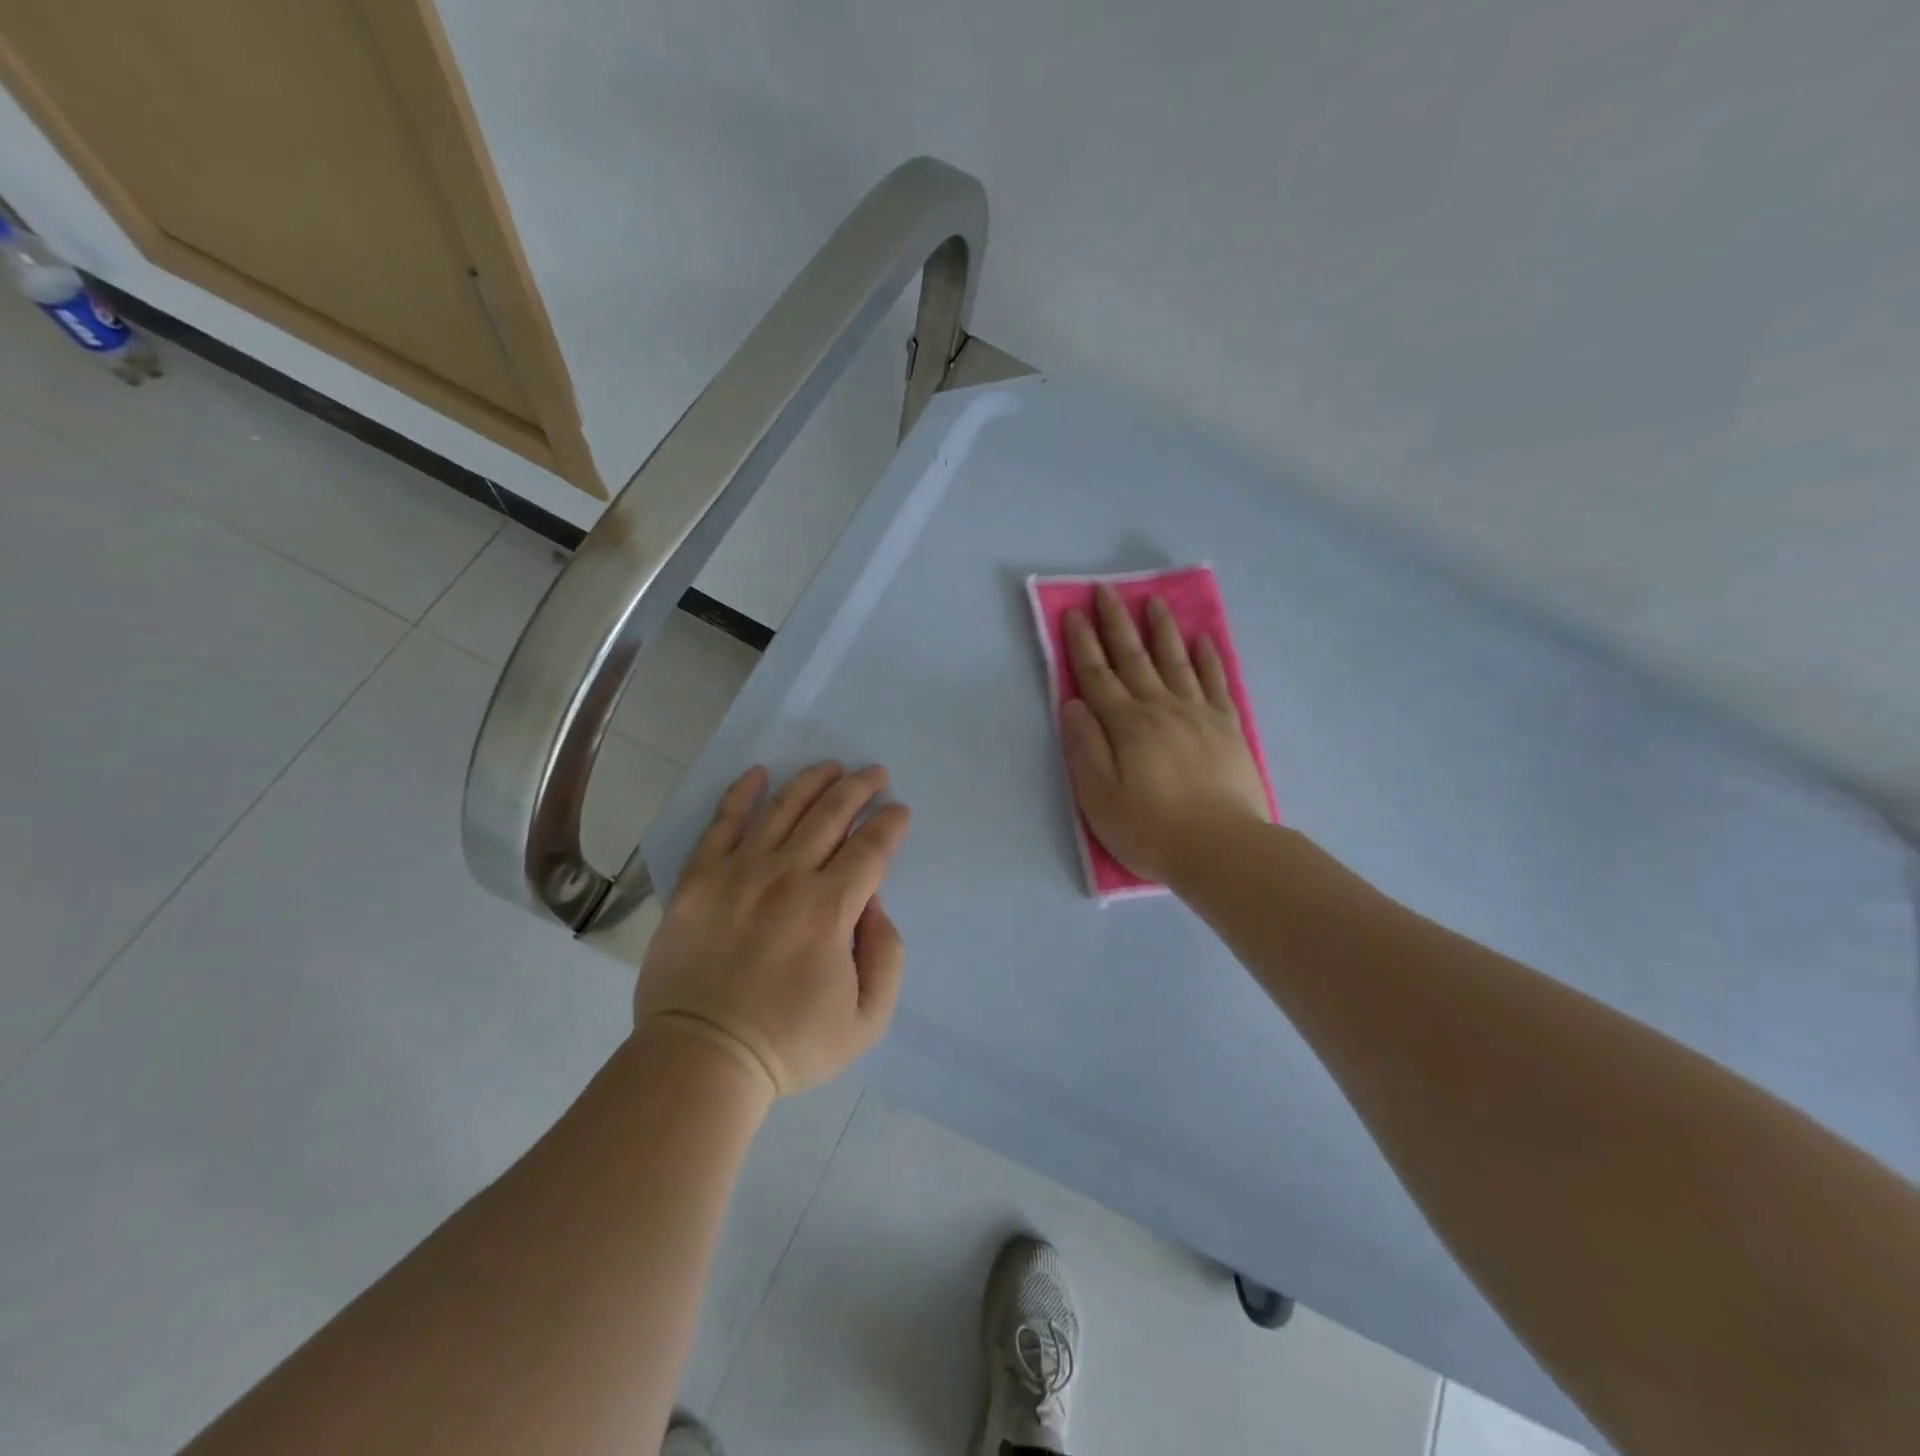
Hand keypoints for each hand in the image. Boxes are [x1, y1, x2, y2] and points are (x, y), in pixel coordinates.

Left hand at [634, 762, 910, 1097]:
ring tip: (832, 766)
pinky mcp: (699, 879)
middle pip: (831, 815)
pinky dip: (742, 793)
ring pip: (783, 808)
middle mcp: (787, 877)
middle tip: (875, 774)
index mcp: (829, 909)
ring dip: (813, 781)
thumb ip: (886, 955)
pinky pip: (723, 822)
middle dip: (859, 788)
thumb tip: (874, 903)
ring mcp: (738, 873)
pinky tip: (759, 773)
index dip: (890, 824)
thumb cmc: (789, 1045)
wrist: (701, 1058)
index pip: (870, 848)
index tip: (899, 811)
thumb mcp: (867, 1019)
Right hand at [1061, 584, 1270, 883]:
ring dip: (1161, 630)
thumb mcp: (1098, 797)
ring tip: (1153, 601)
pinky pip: (1216, 682)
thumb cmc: (1151, 829)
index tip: (1074, 613)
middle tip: (1106, 590)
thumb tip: (1072, 704)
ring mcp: (1198, 715)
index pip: (1097, 675)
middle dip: (1116, 623)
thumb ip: (1083, 747)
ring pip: (1176, 661)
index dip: (1083, 644)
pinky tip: (1203, 639)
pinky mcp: (1227, 728)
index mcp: (1127, 725)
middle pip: (1134, 658)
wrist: (1222, 849)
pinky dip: (1209, 658)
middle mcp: (1161, 708)